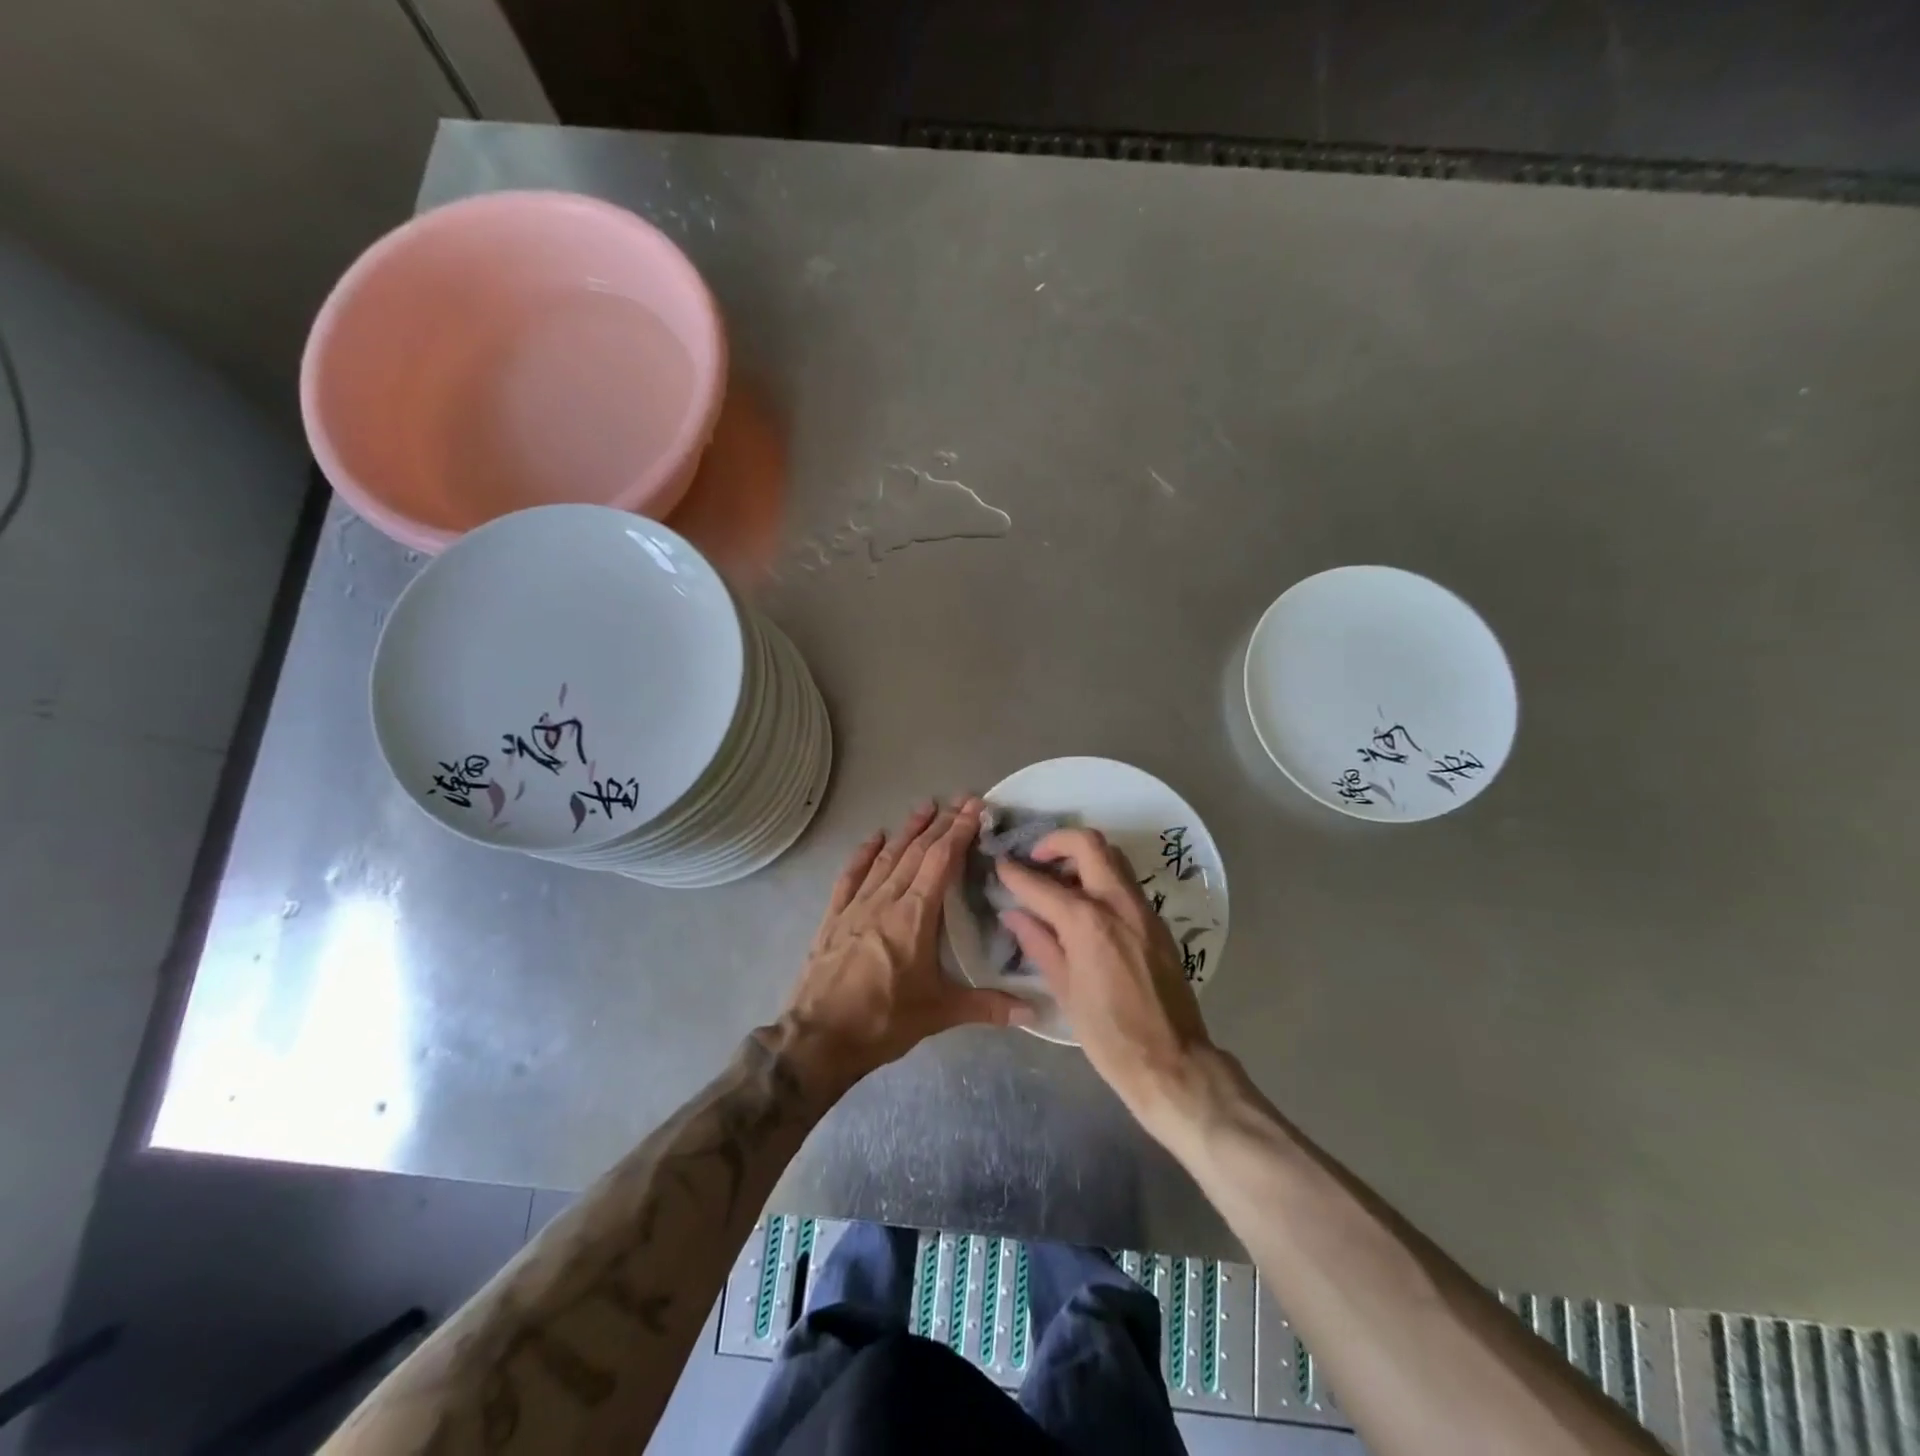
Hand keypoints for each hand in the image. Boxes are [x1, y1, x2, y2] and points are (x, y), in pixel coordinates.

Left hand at [781, 797, 1034, 1094]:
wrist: (818, 1038)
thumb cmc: (883, 1021)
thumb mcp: (940, 1013)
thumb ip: (988, 1006)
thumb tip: (1035, 1013)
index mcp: (915, 916)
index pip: (941, 861)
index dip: (959, 831)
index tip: (974, 808)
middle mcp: (886, 900)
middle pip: (916, 852)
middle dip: (940, 824)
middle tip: (959, 800)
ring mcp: (856, 905)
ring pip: (887, 858)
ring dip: (908, 831)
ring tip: (925, 807)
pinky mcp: (834, 917)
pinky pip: (851, 876)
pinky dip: (864, 854)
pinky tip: (875, 838)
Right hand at [996, 829, 1216, 1124]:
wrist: (1172, 1061)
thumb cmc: (1108, 1035)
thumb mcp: (1064, 990)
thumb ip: (1039, 944)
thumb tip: (1015, 915)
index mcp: (1087, 922)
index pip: (1042, 884)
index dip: (1015, 873)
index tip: (1000, 865)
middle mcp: (1117, 903)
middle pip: (1089, 844)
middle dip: (1057, 841)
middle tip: (1036, 859)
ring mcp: (1143, 909)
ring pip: (1113, 857)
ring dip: (1082, 857)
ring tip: (1058, 881)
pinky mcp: (1157, 922)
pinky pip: (1125, 882)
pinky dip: (1101, 878)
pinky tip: (1085, 906)